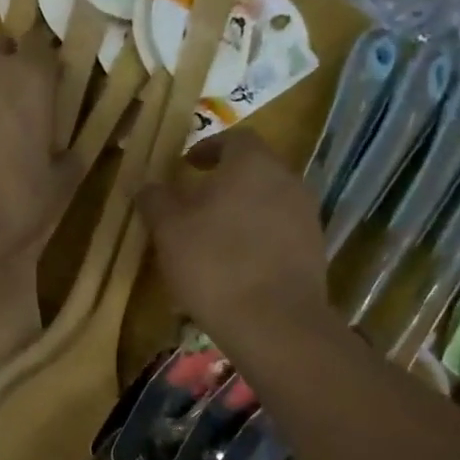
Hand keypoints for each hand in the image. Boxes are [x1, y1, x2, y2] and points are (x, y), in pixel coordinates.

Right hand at [135, 128, 333, 351]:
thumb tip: (145, 184)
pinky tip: (238, 266)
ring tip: (215, 238)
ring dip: (242, 212)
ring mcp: (306, 214)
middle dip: (225, 182)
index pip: (233, 138)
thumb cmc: (214, 265)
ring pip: (268, 201)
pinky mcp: (313, 249)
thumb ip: (156, 200)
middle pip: (254, 170)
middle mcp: (287, 179)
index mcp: (252, 163)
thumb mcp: (169, 231)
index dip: (207, 149)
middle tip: (196, 204)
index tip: (186, 166)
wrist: (273, 321)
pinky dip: (258, 239)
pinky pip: (280, 232)